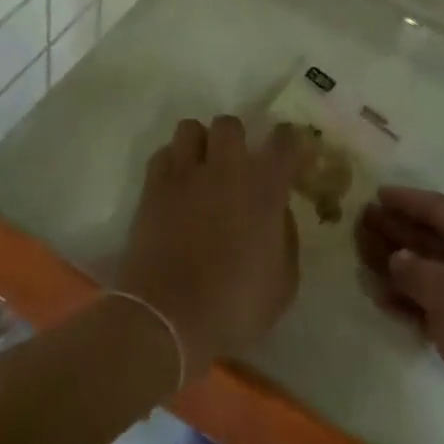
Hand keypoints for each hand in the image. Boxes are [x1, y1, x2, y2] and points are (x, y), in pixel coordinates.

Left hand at [113, 116, 306, 380]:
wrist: (166, 319)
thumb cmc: (233, 307)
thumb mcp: (283, 284)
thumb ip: (286, 238)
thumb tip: (278, 212)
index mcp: (264, 189)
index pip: (283, 141)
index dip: (289, 141)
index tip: (290, 154)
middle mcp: (225, 170)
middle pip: (230, 124)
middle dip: (237, 139)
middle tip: (237, 165)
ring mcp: (185, 175)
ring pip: (191, 128)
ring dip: (200, 144)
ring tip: (202, 169)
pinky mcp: (152, 188)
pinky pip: (164, 154)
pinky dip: (173, 162)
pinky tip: (176, 186)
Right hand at [356, 187, 443, 443]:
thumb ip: (416, 271)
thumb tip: (396, 258)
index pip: (441, 209)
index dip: (408, 201)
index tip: (376, 194)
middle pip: (431, 238)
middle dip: (396, 230)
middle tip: (359, 223)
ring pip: (428, 272)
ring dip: (396, 265)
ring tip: (359, 256)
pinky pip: (430, 304)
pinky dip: (406, 300)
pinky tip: (378, 296)